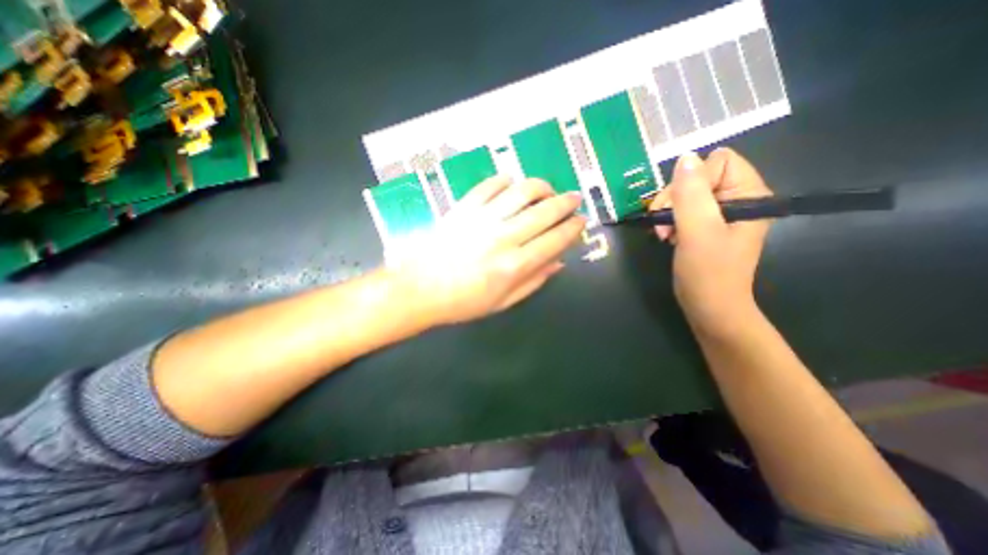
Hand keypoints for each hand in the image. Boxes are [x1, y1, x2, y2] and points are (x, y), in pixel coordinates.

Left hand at [391, 177, 584, 327]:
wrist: (420, 289)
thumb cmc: (463, 302)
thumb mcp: (503, 302)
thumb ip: (534, 281)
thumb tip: (558, 263)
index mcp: (515, 265)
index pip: (555, 239)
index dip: (573, 228)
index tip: (581, 222)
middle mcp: (504, 237)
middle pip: (545, 211)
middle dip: (566, 202)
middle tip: (574, 199)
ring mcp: (483, 218)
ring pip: (522, 191)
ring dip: (542, 186)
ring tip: (547, 190)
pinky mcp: (464, 207)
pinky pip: (491, 184)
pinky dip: (507, 180)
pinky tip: (513, 185)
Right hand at [653, 148, 774, 337]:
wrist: (708, 306)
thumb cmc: (708, 272)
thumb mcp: (697, 231)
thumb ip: (691, 193)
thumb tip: (684, 157)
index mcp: (750, 194)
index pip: (718, 162)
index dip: (693, 182)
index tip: (679, 208)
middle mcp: (739, 198)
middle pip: (699, 176)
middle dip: (674, 199)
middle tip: (663, 224)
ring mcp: (722, 212)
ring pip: (686, 192)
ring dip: (669, 211)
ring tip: (664, 233)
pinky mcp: (707, 225)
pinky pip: (684, 208)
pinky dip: (671, 220)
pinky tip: (668, 235)